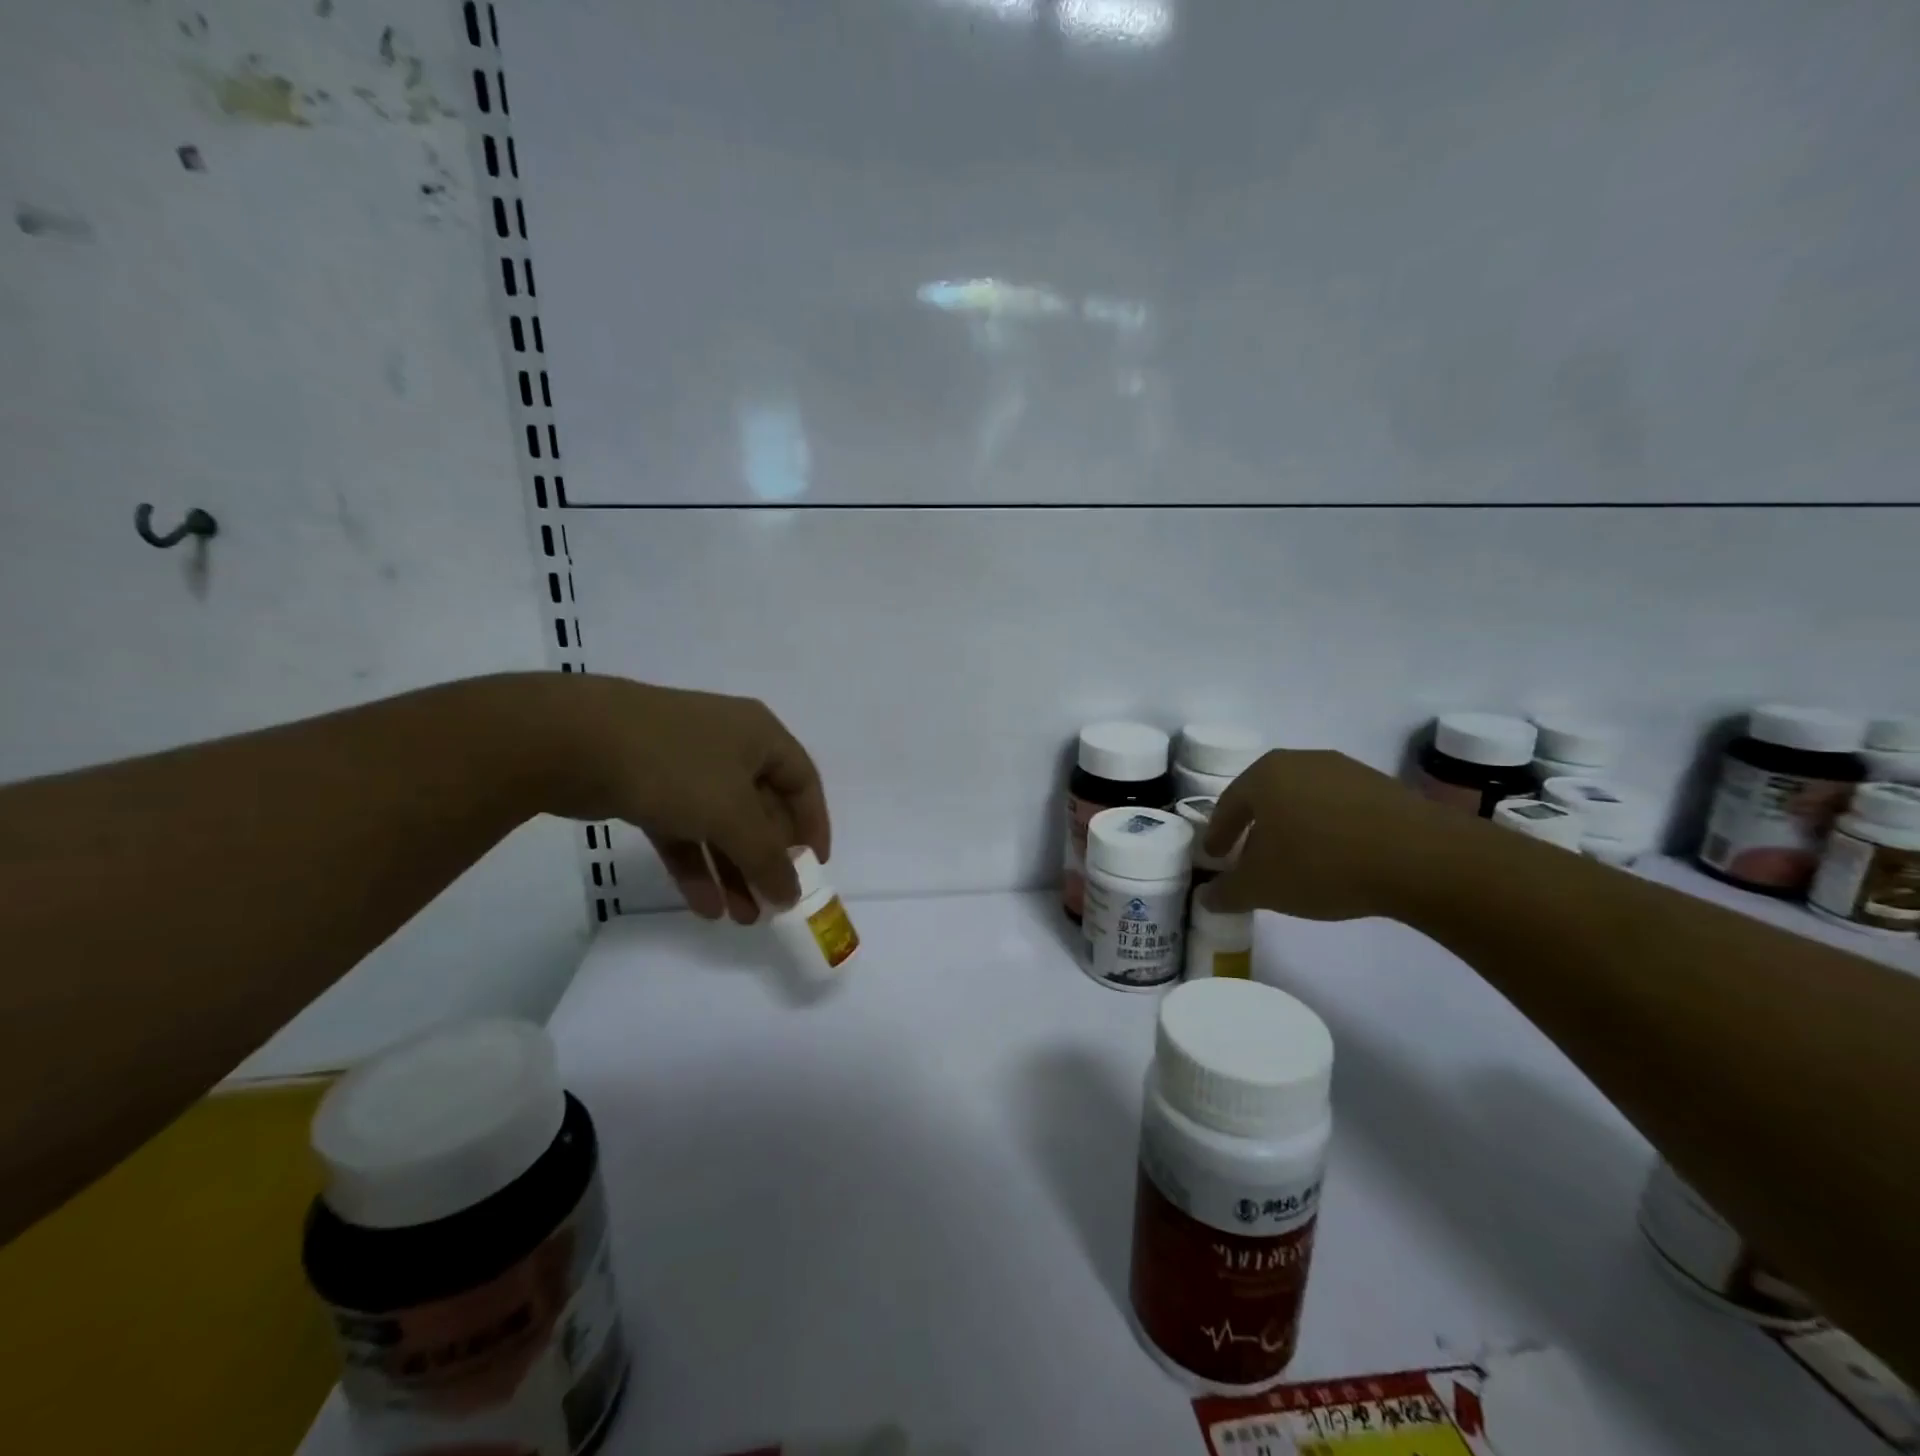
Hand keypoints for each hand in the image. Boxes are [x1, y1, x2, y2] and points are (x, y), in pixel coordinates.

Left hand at [529, 676, 829, 921]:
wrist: (573, 741)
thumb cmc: (675, 766)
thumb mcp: (733, 815)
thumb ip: (768, 858)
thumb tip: (794, 894)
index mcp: (760, 736)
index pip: (803, 783)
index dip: (813, 827)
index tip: (814, 871)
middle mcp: (729, 746)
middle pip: (761, 810)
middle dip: (767, 860)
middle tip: (773, 904)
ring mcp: (686, 765)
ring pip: (721, 825)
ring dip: (733, 871)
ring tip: (742, 918)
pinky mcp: (648, 786)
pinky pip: (684, 830)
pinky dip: (696, 865)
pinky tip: (704, 906)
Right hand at [1204, 749, 1440, 920]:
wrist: (1422, 859)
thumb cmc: (1322, 864)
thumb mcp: (1263, 888)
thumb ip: (1227, 892)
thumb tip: (1206, 898)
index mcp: (1264, 774)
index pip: (1228, 805)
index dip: (1218, 834)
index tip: (1216, 857)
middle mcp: (1301, 760)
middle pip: (1266, 796)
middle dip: (1255, 827)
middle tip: (1250, 857)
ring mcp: (1345, 769)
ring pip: (1304, 799)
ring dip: (1293, 827)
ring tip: (1296, 860)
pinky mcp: (1383, 786)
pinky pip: (1339, 807)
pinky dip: (1328, 828)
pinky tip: (1336, 856)